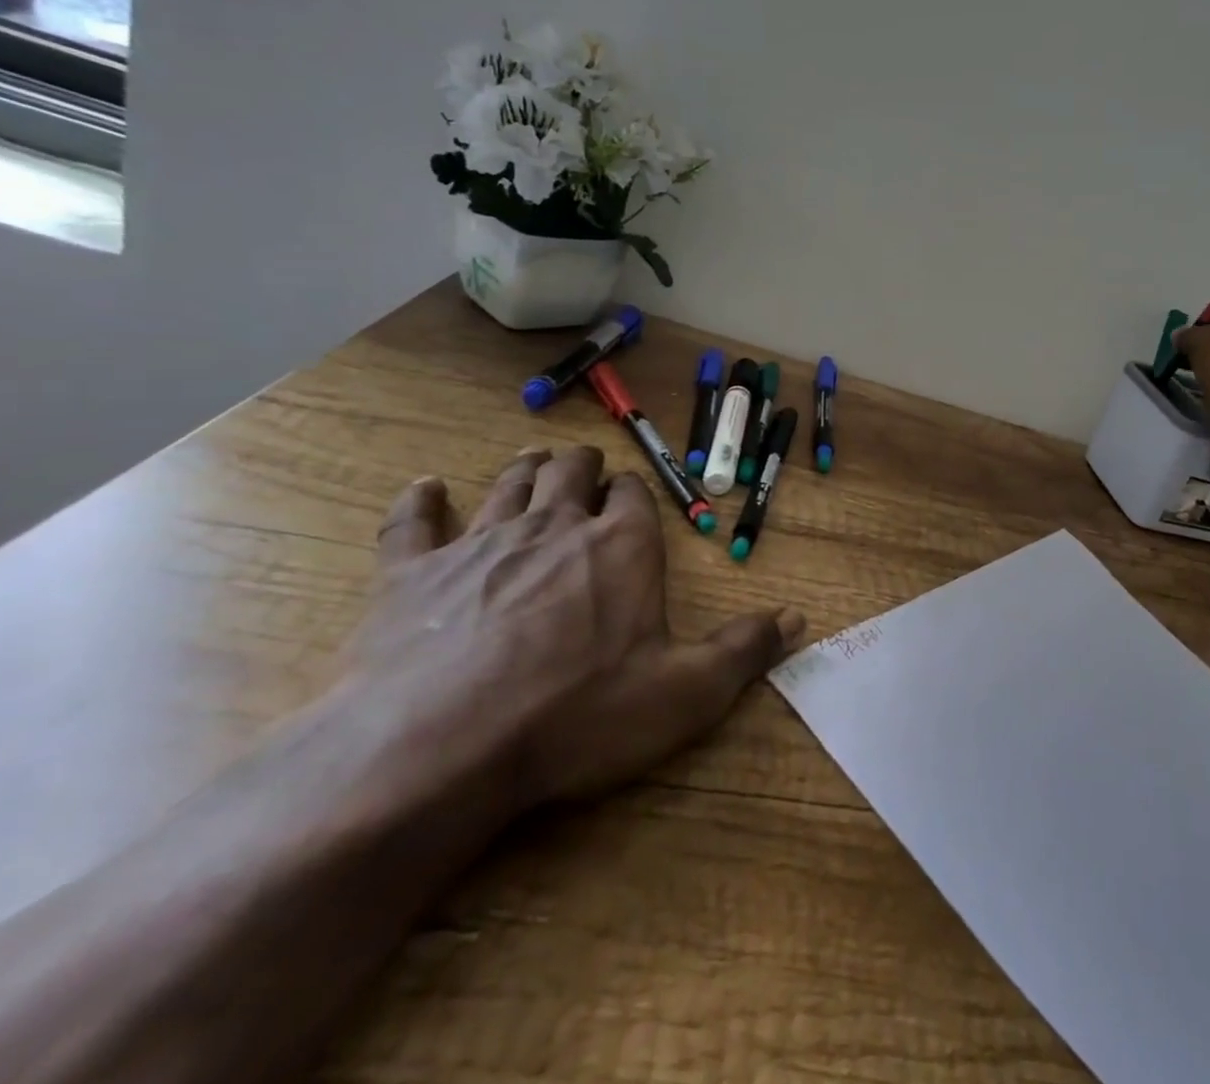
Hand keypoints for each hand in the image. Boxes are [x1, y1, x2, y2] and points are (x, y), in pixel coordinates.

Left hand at [353, 446, 803, 817]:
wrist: (439, 748)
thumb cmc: (579, 715)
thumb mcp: (686, 692)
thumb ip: (744, 649)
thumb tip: (799, 618)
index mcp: (622, 546)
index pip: (634, 496)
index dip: (635, 493)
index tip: (633, 497)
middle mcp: (556, 526)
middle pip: (571, 473)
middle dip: (582, 467)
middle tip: (584, 468)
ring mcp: (480, 543)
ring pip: (508, 485)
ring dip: (525, 470)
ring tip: (534, 460)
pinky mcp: (411, 574)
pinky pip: (413, 522)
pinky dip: (420, 500)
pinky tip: (425, 486)